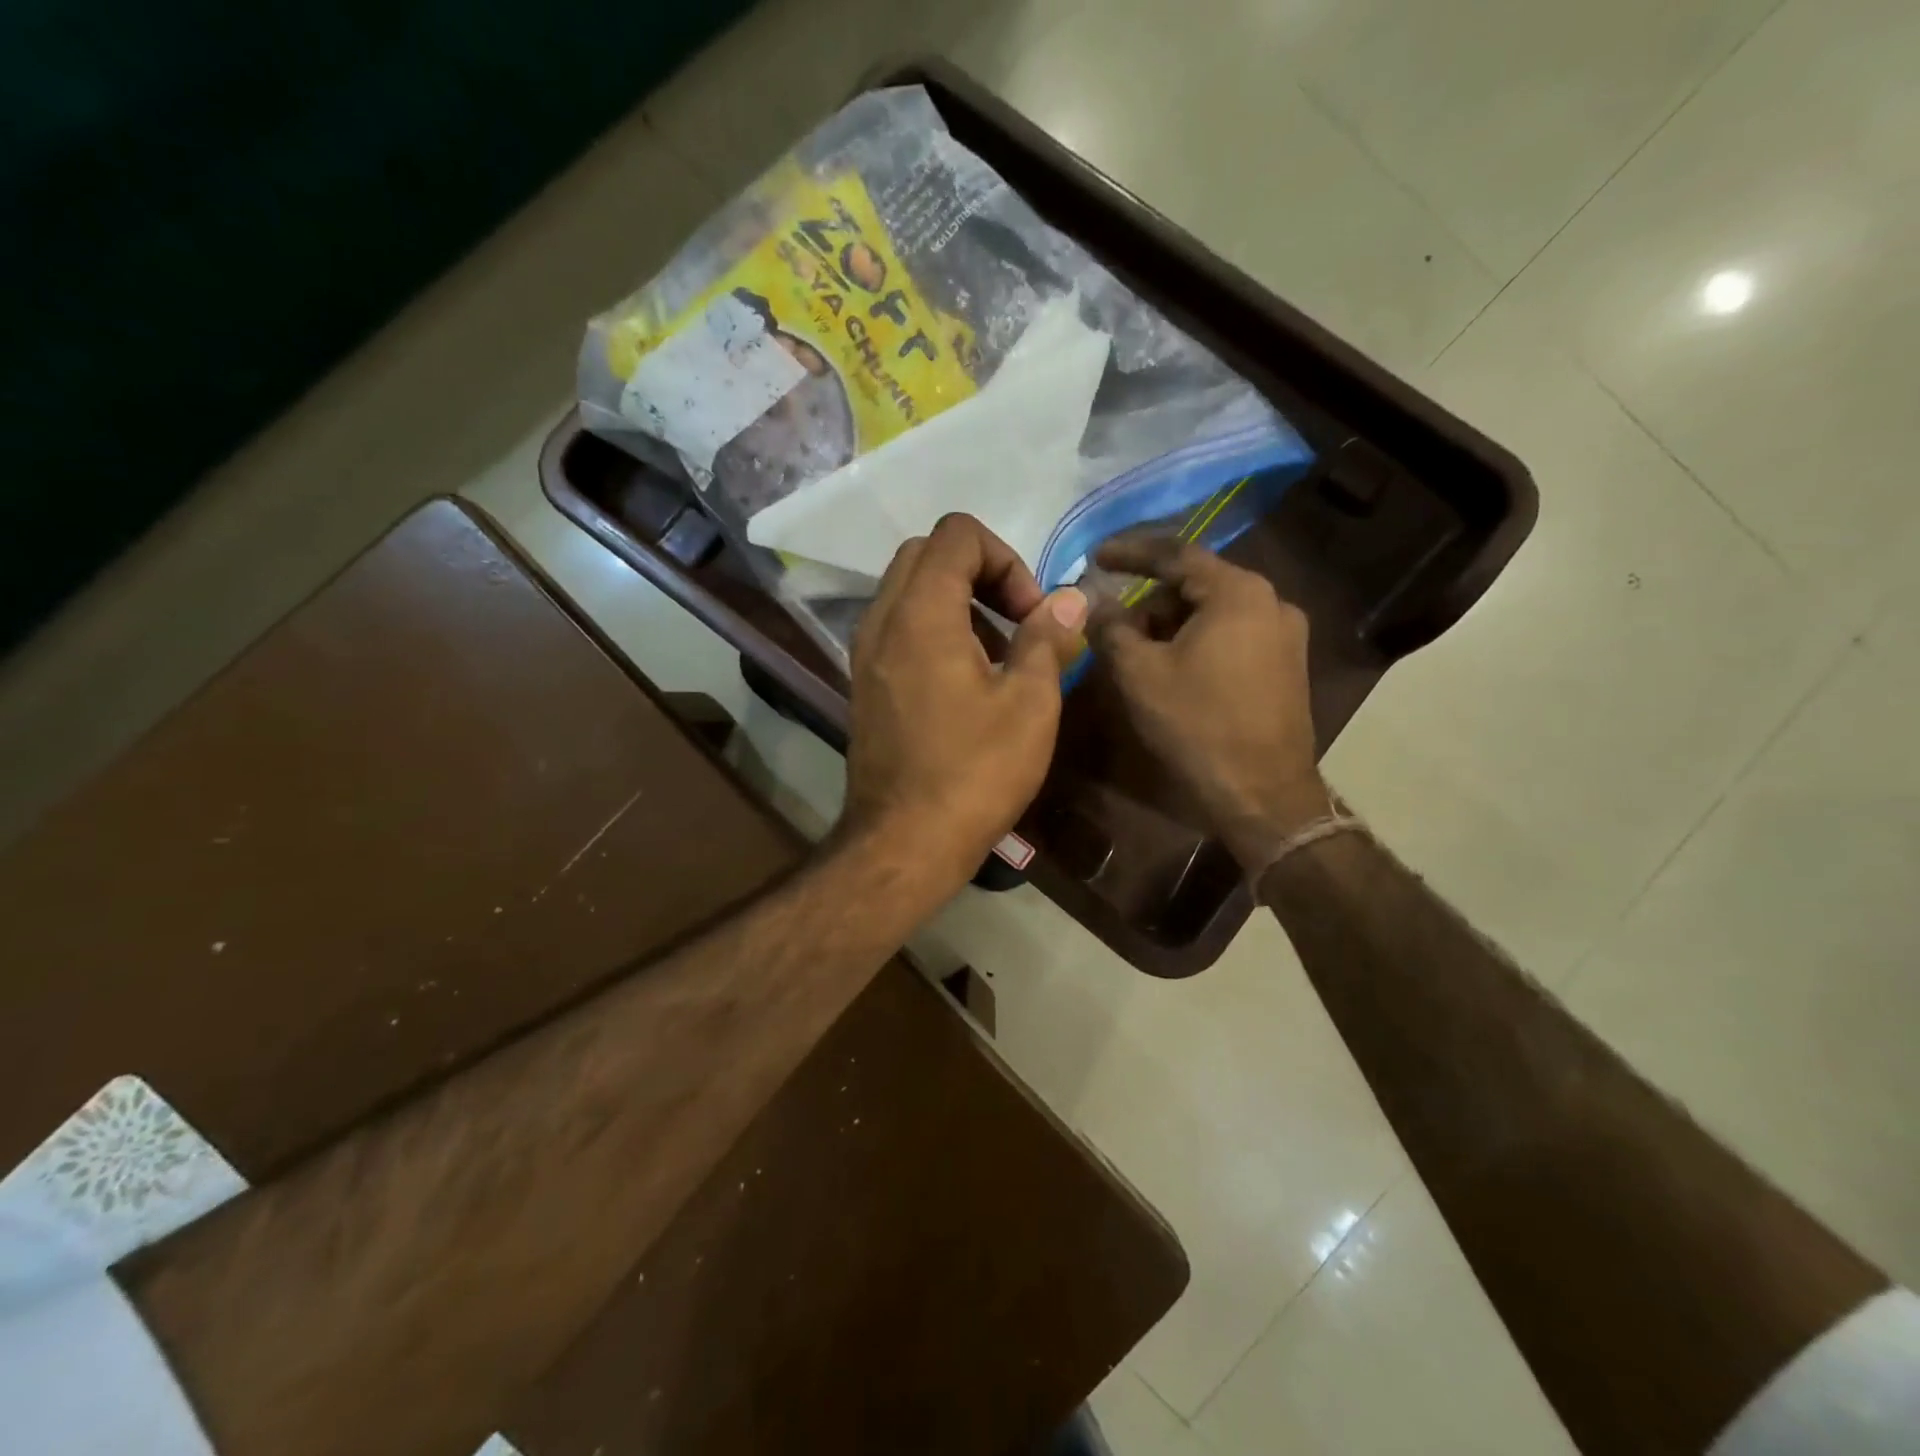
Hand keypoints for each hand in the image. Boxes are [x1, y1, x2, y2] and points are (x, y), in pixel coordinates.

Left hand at [839, 514, 1087, 891]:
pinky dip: (935, 630)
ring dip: (958, 602)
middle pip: (926, 554)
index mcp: (921, 613)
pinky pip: (898, 628)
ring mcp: (865, 654)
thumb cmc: (974, 773)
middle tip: (1017, 622)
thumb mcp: (1030, 704)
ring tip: (999, 656)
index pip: (956, 533)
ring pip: (909, 591)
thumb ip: (1048, 639)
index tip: (1030, 613)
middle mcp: (881, 621)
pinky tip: (967, 681)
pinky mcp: (865, 684)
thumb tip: (1071, 599)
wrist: (904, 843)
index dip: (1005, 558)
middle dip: (980, 573)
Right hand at [1089, 536, 1330, 871]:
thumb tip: (1094, 603)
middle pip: (1195, 585)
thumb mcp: (1139, 673)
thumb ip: (1110, 628)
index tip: (1095, 556)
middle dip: (1150, 602)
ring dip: (1172, 625)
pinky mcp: (1287, 666)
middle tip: (1113, 627)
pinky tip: (1173, 671)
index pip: (1175, 554)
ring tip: (1138, 656)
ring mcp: (1286, 635)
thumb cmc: (1197, 725)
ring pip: (1214, 613)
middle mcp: (1271, 602)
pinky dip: (1197, 643)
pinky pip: (1232, 636)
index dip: (1129, 553)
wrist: (1263, 795)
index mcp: (1238, 592)